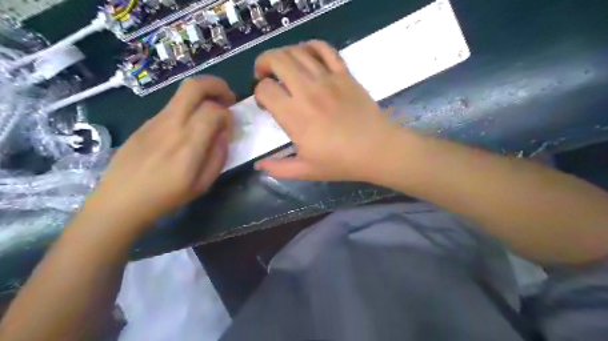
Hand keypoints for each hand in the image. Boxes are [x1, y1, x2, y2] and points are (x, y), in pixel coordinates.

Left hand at [87, 75, 234, 224]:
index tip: (229, 130)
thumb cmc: (166, 196)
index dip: (229, 116)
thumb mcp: (202, 184)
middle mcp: (171, 124)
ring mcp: (155, 121)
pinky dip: (188, 109)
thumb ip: (218, 156)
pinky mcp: (145, 123)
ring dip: (203, 96)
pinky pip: (172, 107)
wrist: (121, 200)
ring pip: (182, 93)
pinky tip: (189, 128)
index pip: (214, 111)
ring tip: (211, 113)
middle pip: (194, 86)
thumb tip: (222, 136)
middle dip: (217, 85)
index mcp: (188, 143)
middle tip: (228, 98)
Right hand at [252, 40, 399, 180]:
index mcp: (295, 116)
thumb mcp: (306, 171)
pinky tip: (306, 54)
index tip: (265, 103)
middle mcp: (307, 91)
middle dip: (263, 63)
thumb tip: (259, 166)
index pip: (265, 89)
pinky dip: (311, 46)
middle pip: (277, 60)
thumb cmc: (341, 162)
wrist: (377, 150)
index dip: (259, 93)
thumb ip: (279, 168)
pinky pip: (325, 49)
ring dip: (283, 54)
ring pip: (297, 51)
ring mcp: (328, 79)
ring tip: (282, 65)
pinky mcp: (344, 74)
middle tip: (264, 74)